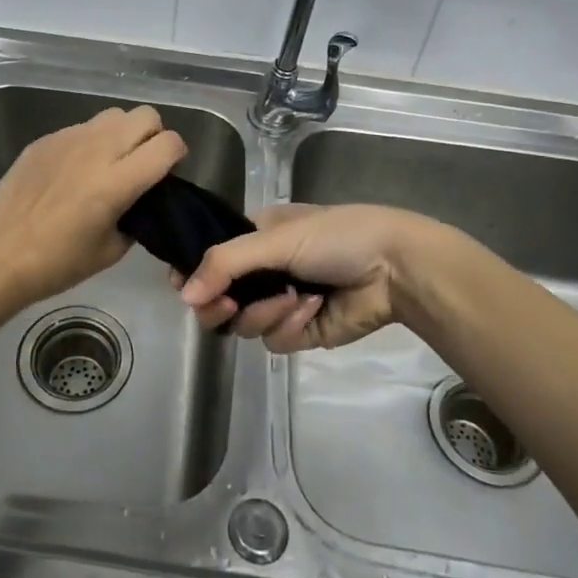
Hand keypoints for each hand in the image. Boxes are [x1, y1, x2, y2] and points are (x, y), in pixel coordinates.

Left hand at [0, 105, 186, 308]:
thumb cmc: (58, 264)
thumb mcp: (111, 250)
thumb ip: (136, 217)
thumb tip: (140, 200)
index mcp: (118, 181)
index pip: (168, 143)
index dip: (177, 154)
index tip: (168, 172)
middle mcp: (97, 150)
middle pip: (145, 115)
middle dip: (153, 135)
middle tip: (142, 163)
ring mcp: (67, 139)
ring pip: (112, 115)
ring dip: (121, 134)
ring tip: (108, 163)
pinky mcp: (44, 140)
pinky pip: (80, 128)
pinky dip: (89, 143)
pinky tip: (72, 172)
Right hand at [174, 203, 437, 352]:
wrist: (395, 269)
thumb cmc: (336, 237)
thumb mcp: (277, 238)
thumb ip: (225, 262)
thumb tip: (183, 295)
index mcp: (255, 238)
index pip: (209, 259)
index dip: (193, 275)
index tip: (184, 286)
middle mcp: (263, 271)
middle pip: (218, 300)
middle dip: (220, 303)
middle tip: (226, 304)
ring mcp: (281, 303)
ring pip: (244, 324)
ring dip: (267, 312)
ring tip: (295, 297)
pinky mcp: (301, 332)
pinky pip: (275, 340)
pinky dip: (291, 326)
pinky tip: (315, 309)